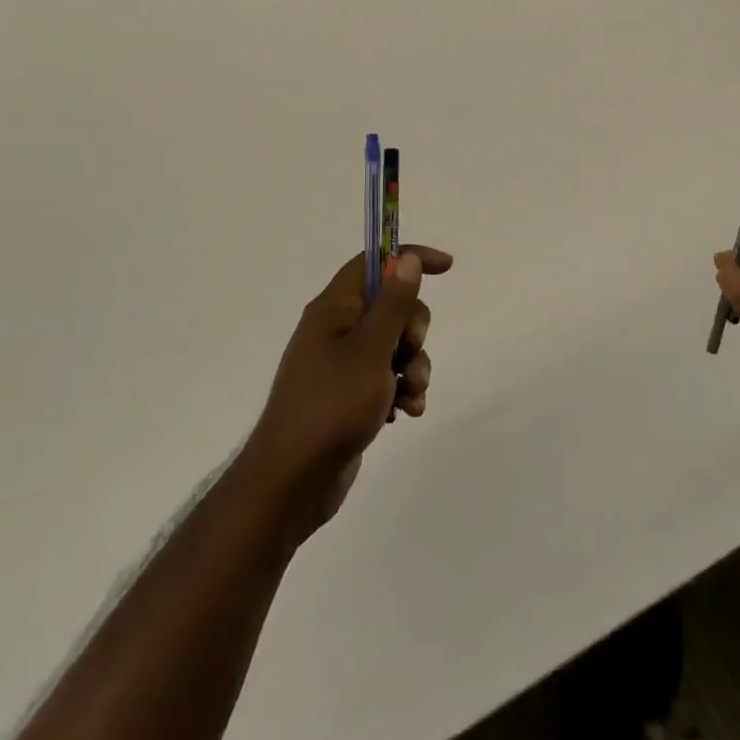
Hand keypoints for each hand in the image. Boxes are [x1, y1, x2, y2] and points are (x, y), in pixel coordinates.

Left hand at [244, 246, 452, 535]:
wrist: (293, 481)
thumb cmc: (331, 405)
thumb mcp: (371, 349)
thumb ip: (394, 304)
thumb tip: (406, 258)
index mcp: (333, 309)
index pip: (374, 263)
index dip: (408, 258)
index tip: (446, 267)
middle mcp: (336, 331)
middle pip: (391, 307)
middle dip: (414, 329)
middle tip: (410, 352)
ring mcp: (341, 366)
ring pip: (394, 346)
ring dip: (413, 365)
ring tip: (411, 394)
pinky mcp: (349, 397)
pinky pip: (387, 378)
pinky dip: (402, 390)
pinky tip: (407, 412)